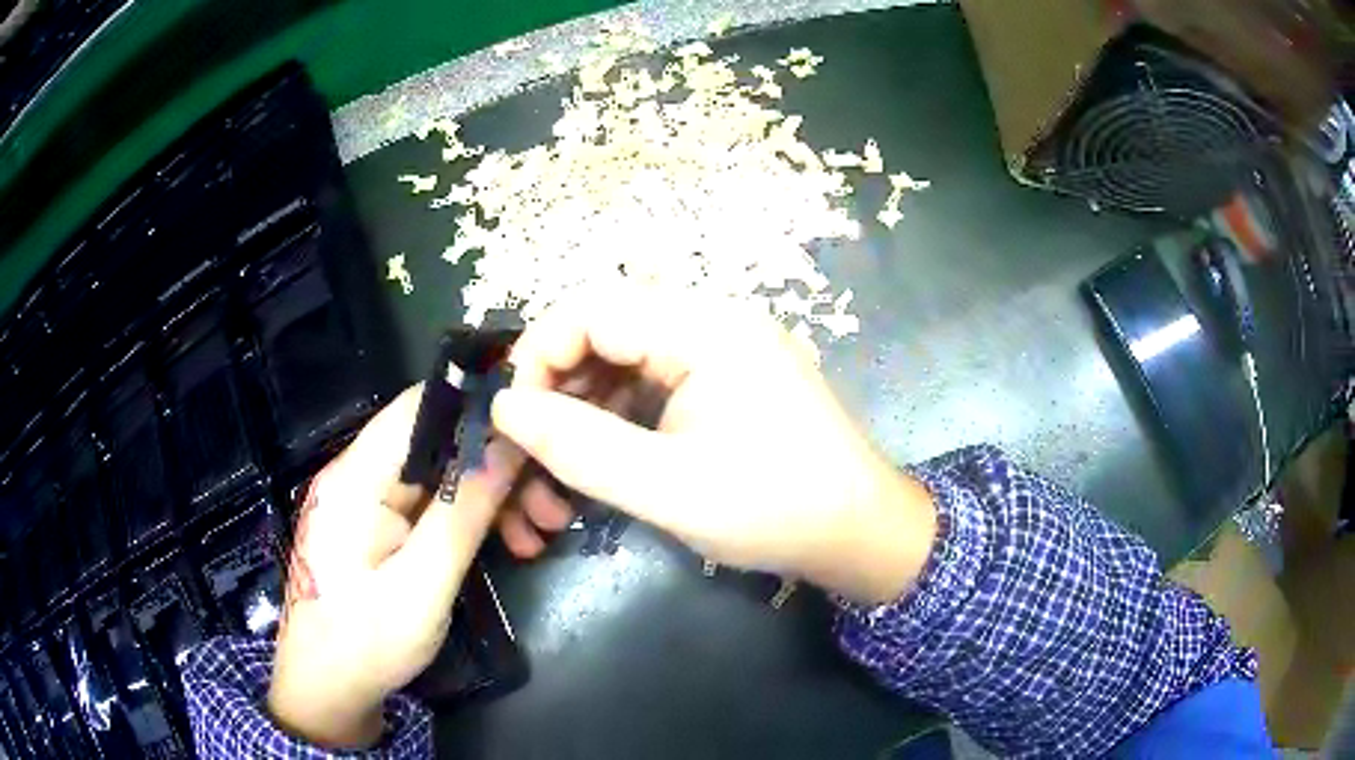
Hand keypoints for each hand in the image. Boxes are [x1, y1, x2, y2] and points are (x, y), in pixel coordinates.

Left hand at [268, 386, 515, 748]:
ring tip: (538, 535)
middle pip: (438, 443)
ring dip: (492, 496)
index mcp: (356, 480)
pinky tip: (509, 544)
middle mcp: (359, 476)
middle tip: (551, 506)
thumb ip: (463, 515)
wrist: (327, 691)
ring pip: (443, 475)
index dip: (478, 407)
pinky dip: (471, 518)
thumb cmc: (366, 645)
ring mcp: (369, 503)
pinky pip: (433, 505)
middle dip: (498, 466)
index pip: (419, 408)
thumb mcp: (423, 587)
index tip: (537, 430)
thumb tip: (508, 447)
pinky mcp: (379, 527)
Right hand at [491, 288, 938, 604]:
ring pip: (625, 358)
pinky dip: (619, 417)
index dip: (538, 354)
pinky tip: (604, 461)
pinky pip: (653, 381)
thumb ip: (578, 446)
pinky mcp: (728, 377)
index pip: (592, 308)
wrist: (861, 533)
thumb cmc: (775, 510)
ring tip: (562, 470)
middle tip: (530, 451)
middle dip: (558, 388)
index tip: (511, 418)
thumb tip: (505, 407)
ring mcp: (724, 347)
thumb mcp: (667, 487)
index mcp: (705, 327)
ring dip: (585, 409)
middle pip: (606, 329)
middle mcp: (713, 320)